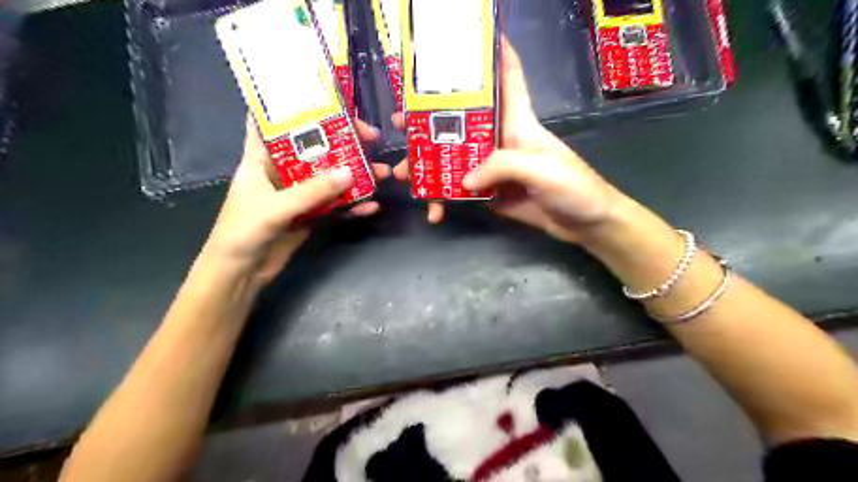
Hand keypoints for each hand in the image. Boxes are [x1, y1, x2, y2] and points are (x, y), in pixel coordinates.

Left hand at [203, 118, 391, 283]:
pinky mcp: (310, 216)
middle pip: (315, 149)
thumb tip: (350, 173)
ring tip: (382, 174)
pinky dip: (353, 206)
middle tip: (371, 138)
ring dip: (356, 176)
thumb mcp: (274, 208)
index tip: (327, 99)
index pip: (275, 122)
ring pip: (331, 178)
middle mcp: (282, 172)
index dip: (296, 107)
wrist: (241, 275)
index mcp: (261, 159)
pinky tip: (372, 206)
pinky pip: (335, 206)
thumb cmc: (242, 234)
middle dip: (343, 142)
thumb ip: (311, 192)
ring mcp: (299, 195)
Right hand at [392, 37, 620, 242]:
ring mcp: (492, 168)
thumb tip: (464, 180)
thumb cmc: (574, 188)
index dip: (494, 53)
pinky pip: (459, 192)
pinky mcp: (489, 193)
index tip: (465, 40)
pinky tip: (434, 212)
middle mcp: (500, 140)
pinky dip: (444, 200)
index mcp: (518, 123)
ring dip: (427, 165)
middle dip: (430, 119)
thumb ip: (502, 167)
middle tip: (401, 121)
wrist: (585, 225)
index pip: (508, 77)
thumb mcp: (542, 170)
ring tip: (402, 173)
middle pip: (461, 121)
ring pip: (453, 158)